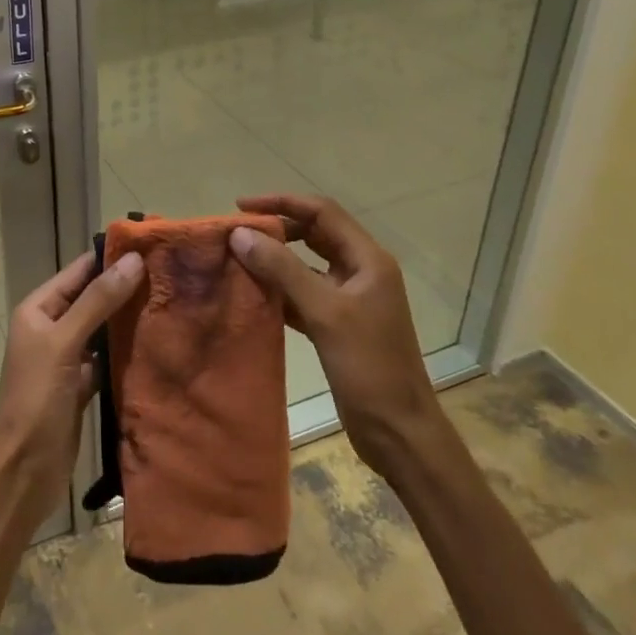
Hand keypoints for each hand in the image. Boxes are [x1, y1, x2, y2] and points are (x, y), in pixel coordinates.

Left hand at [0, 249, 144, 523]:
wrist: (24, 469)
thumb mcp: (64, 343)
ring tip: (171, 303)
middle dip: (126, 288)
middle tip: (171, 276)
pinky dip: (127, 352)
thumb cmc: (37, 399)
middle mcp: (52, 328)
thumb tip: (133, 260)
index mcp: (39, 309)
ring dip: (129, 320)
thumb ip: (97, 302)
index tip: (152, 247)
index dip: (111, 258)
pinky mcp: (81, 385)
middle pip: (93, 299)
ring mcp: (67, 358)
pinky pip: (108, 359)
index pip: (79, 272)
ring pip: (103, 329)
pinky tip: (156, 344)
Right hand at [228, 194, 440, 464]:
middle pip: (314, 234)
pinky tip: (253, 295)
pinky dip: (280, 290)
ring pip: (307, 265)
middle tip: (236, 235)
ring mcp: (351, 299)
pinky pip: (304, 294)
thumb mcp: (325, 313)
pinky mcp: (339, 325)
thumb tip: (240, 234)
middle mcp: (361, 272)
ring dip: (276, 260)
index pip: (322, 212)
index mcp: (368, 260)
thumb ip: (283, 270)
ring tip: (238, 260)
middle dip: (277, 230)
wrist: (399, 431)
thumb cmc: (369, 367)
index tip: (241, 207)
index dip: (282, 203)